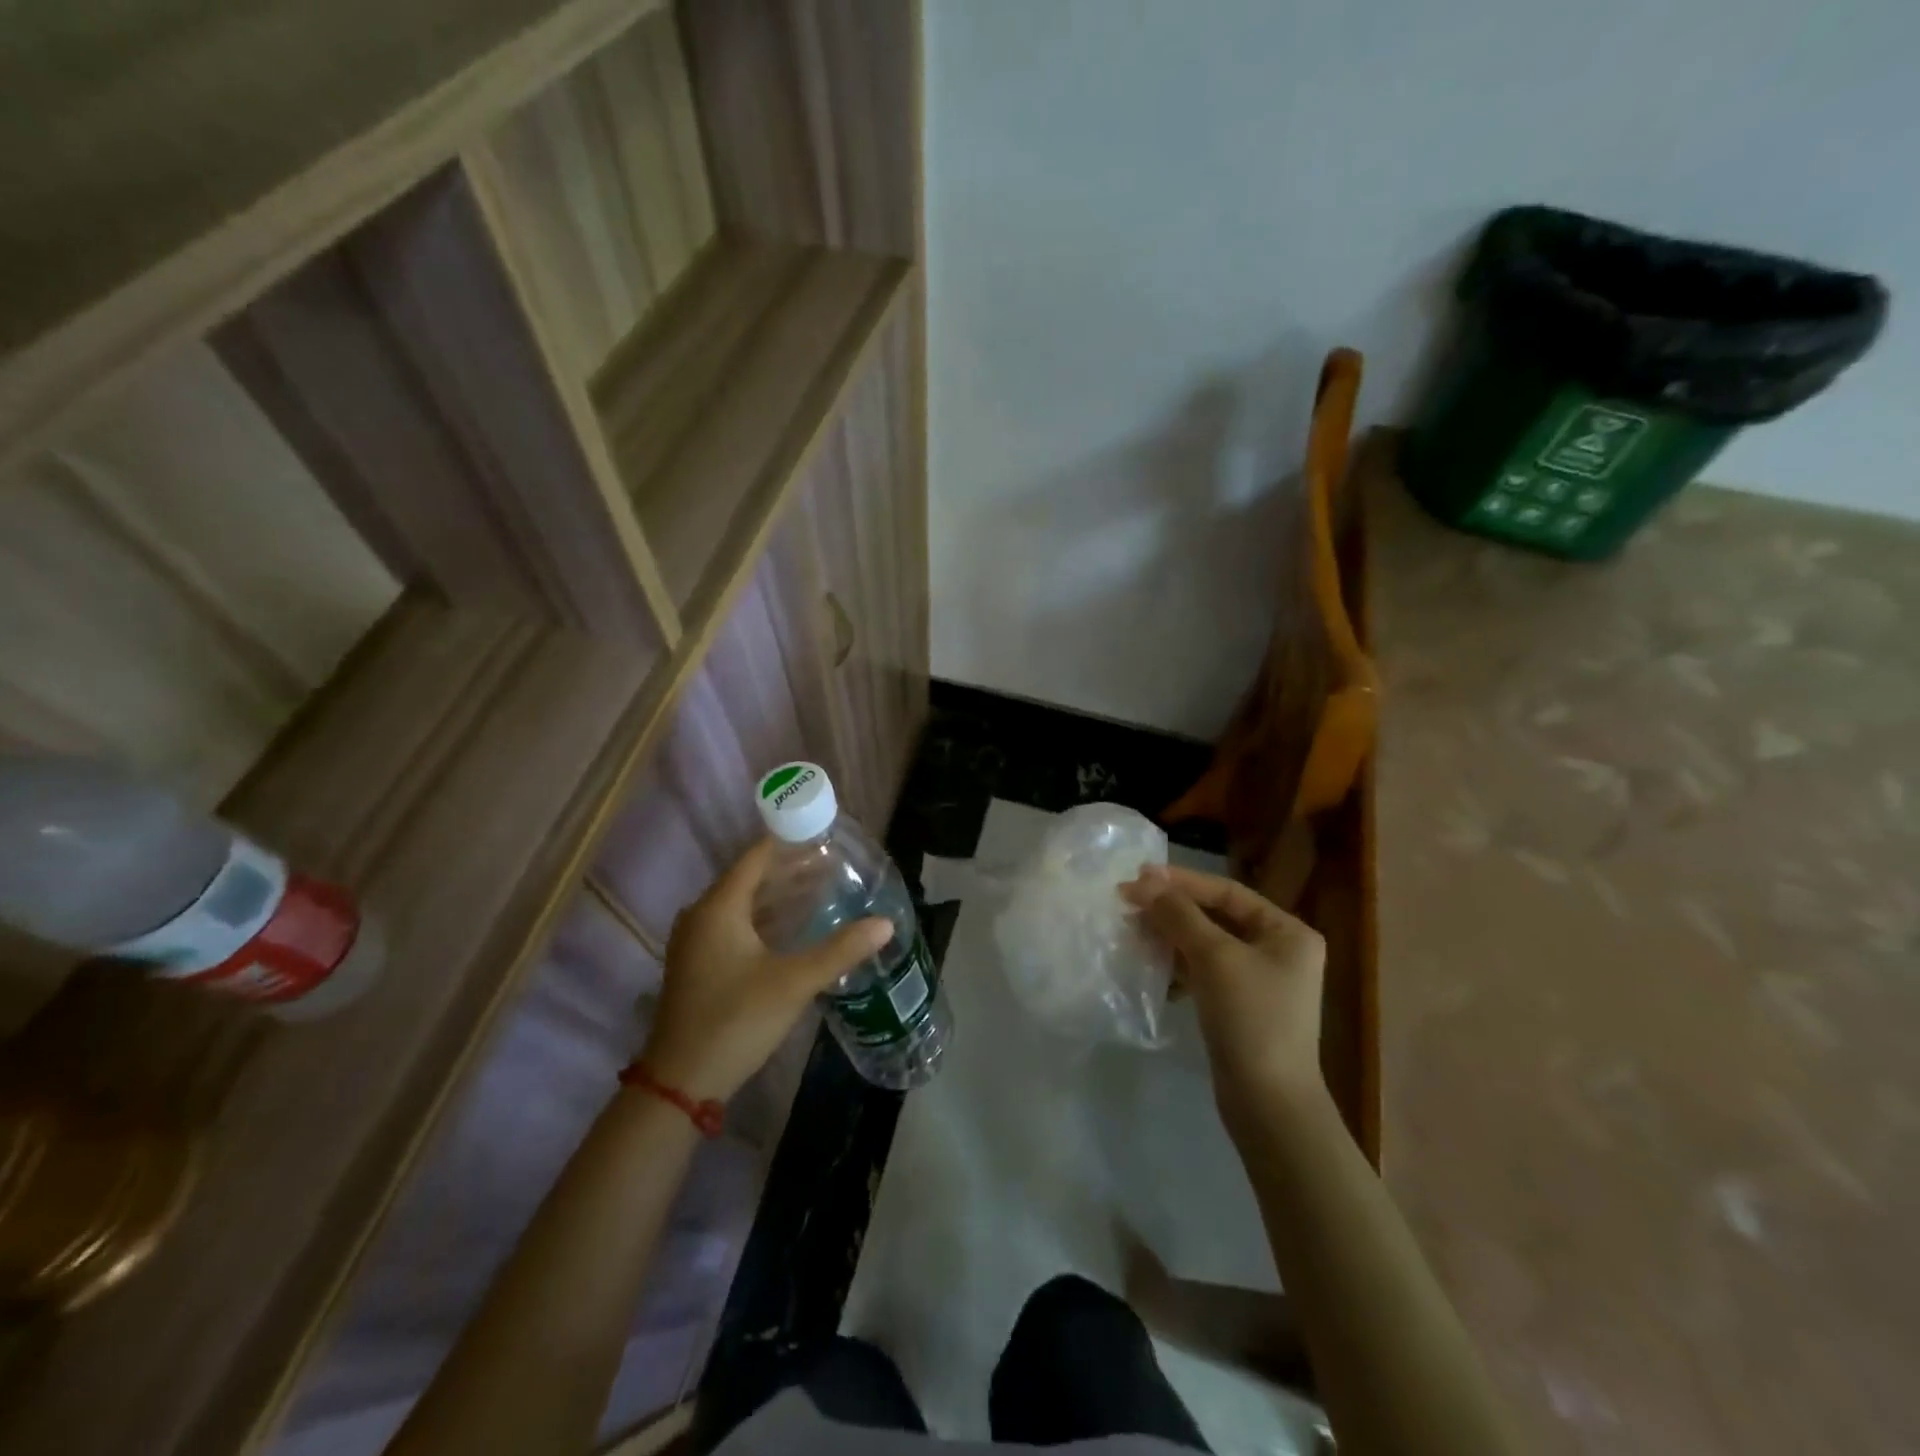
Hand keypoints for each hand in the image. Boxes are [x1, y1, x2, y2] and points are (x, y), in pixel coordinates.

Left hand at [639, 840, 890, 1102]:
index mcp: (719, 907)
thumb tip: (885, 924)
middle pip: (750, 878)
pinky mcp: (699, 964)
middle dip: (790, 869)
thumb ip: (840, 950)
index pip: (756, 857)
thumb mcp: (794, 982)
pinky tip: (793, 927)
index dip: (790, 842)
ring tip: (820, 889)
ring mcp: (697, 941)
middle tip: (832, 864)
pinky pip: (735, 925)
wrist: (680, 1082)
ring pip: (743, 904)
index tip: (825, 836)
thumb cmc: (736, 1020)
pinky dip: (765, 918)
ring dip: (779, 895)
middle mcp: (702, 915)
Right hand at [1121, 865, 1326, 1118]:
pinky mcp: (1240, 1007)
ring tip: (1132, 931)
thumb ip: (1178, 915)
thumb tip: (1144, 883)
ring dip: (1169, 935)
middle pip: (1215, 916)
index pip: (1227, 892)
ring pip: (1206, 944)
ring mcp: (1259, 981)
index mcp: (1287, 931)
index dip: (1181, 881)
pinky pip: (1204, 971)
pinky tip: (1150, 965)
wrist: (1268, 1103)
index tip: (1138, 876)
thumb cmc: (1250, 1018)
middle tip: (1129, 903)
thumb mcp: (1214, 957)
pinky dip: (1178, 964)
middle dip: (1171, 909)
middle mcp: (1278, 950)